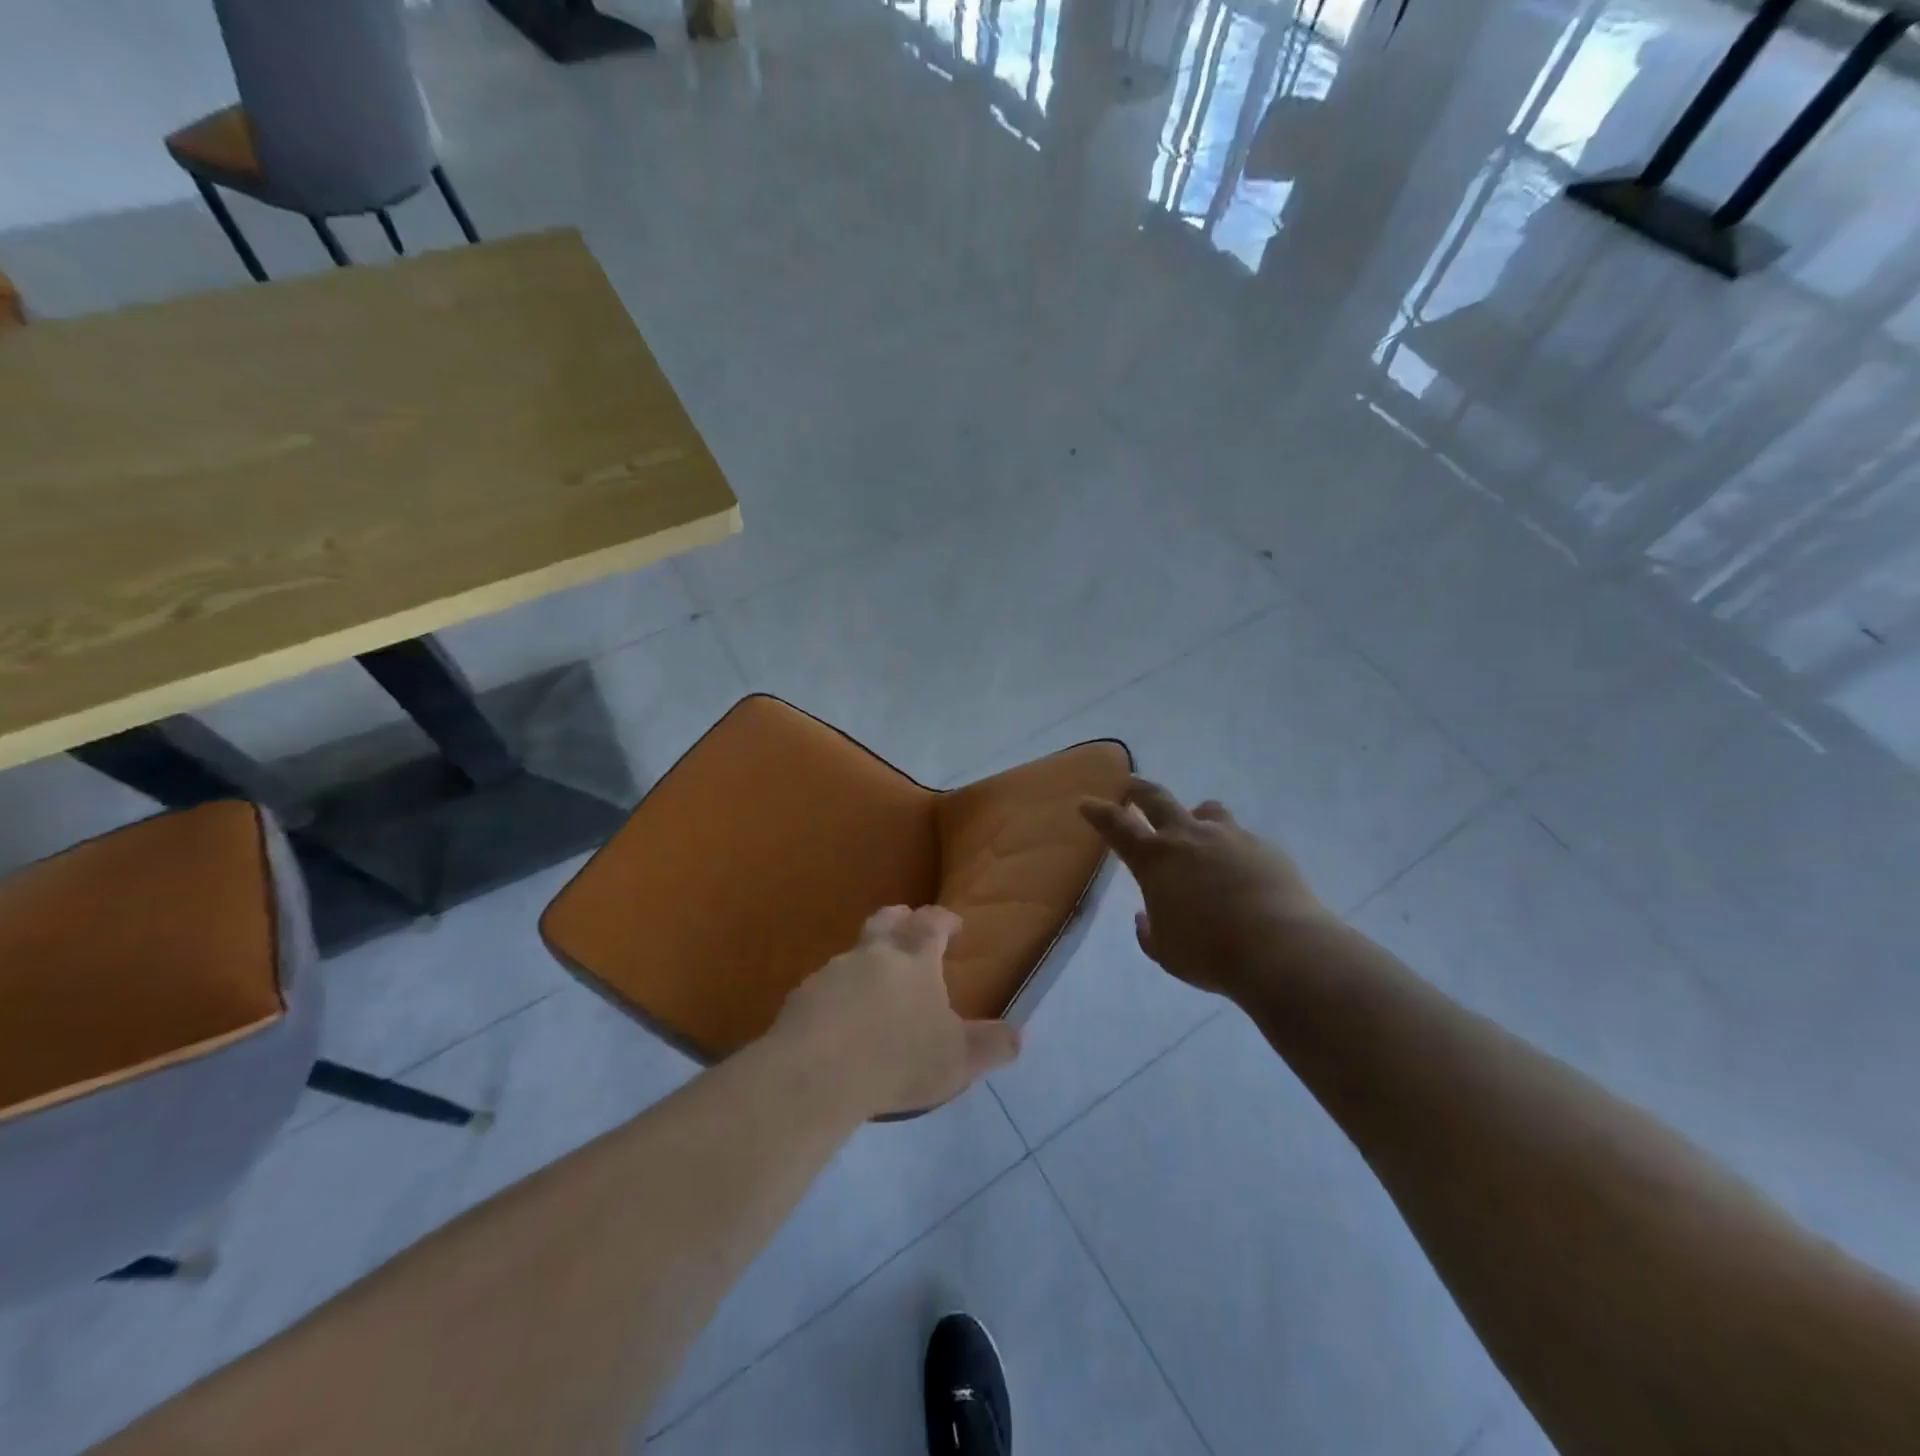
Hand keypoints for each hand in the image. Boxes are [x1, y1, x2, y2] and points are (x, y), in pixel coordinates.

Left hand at [769, 905, 1021, 1117]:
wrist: (818, 1073)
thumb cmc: (900, 1058)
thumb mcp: (960, 1059)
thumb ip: (992, 1045)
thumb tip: (1020, 1035)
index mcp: (915, 959)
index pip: (932, 924)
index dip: (944, 920)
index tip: (953, 926)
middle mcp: (873, 954)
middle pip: (886, 921)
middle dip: (900, 920)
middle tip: (908, 927)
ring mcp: (832, 972)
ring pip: (853, 955)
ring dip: (865, 962)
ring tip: (873, 989)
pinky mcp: (801, 998)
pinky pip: (824, 988)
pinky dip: (836, 996)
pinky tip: (838, 1023)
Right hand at [1080, 777, 1331, 1002]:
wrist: (1281, 949)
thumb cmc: (1210, 954)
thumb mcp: (1166, 952)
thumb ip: (1150, 932)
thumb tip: (1145, 917)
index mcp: (1155, 859)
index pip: (1117, 826)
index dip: (1099, 812)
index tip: (1087, 802)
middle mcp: (1189, 837)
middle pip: (1157, 798)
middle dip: (1139, 790)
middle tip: (1131, 787)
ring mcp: (1230, 837)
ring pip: (1206, 810)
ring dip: (1194, 815)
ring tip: (1197, 830)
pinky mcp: (1264, 847)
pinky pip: (1241, 838)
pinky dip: (1231, 848)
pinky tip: (1241, 872)